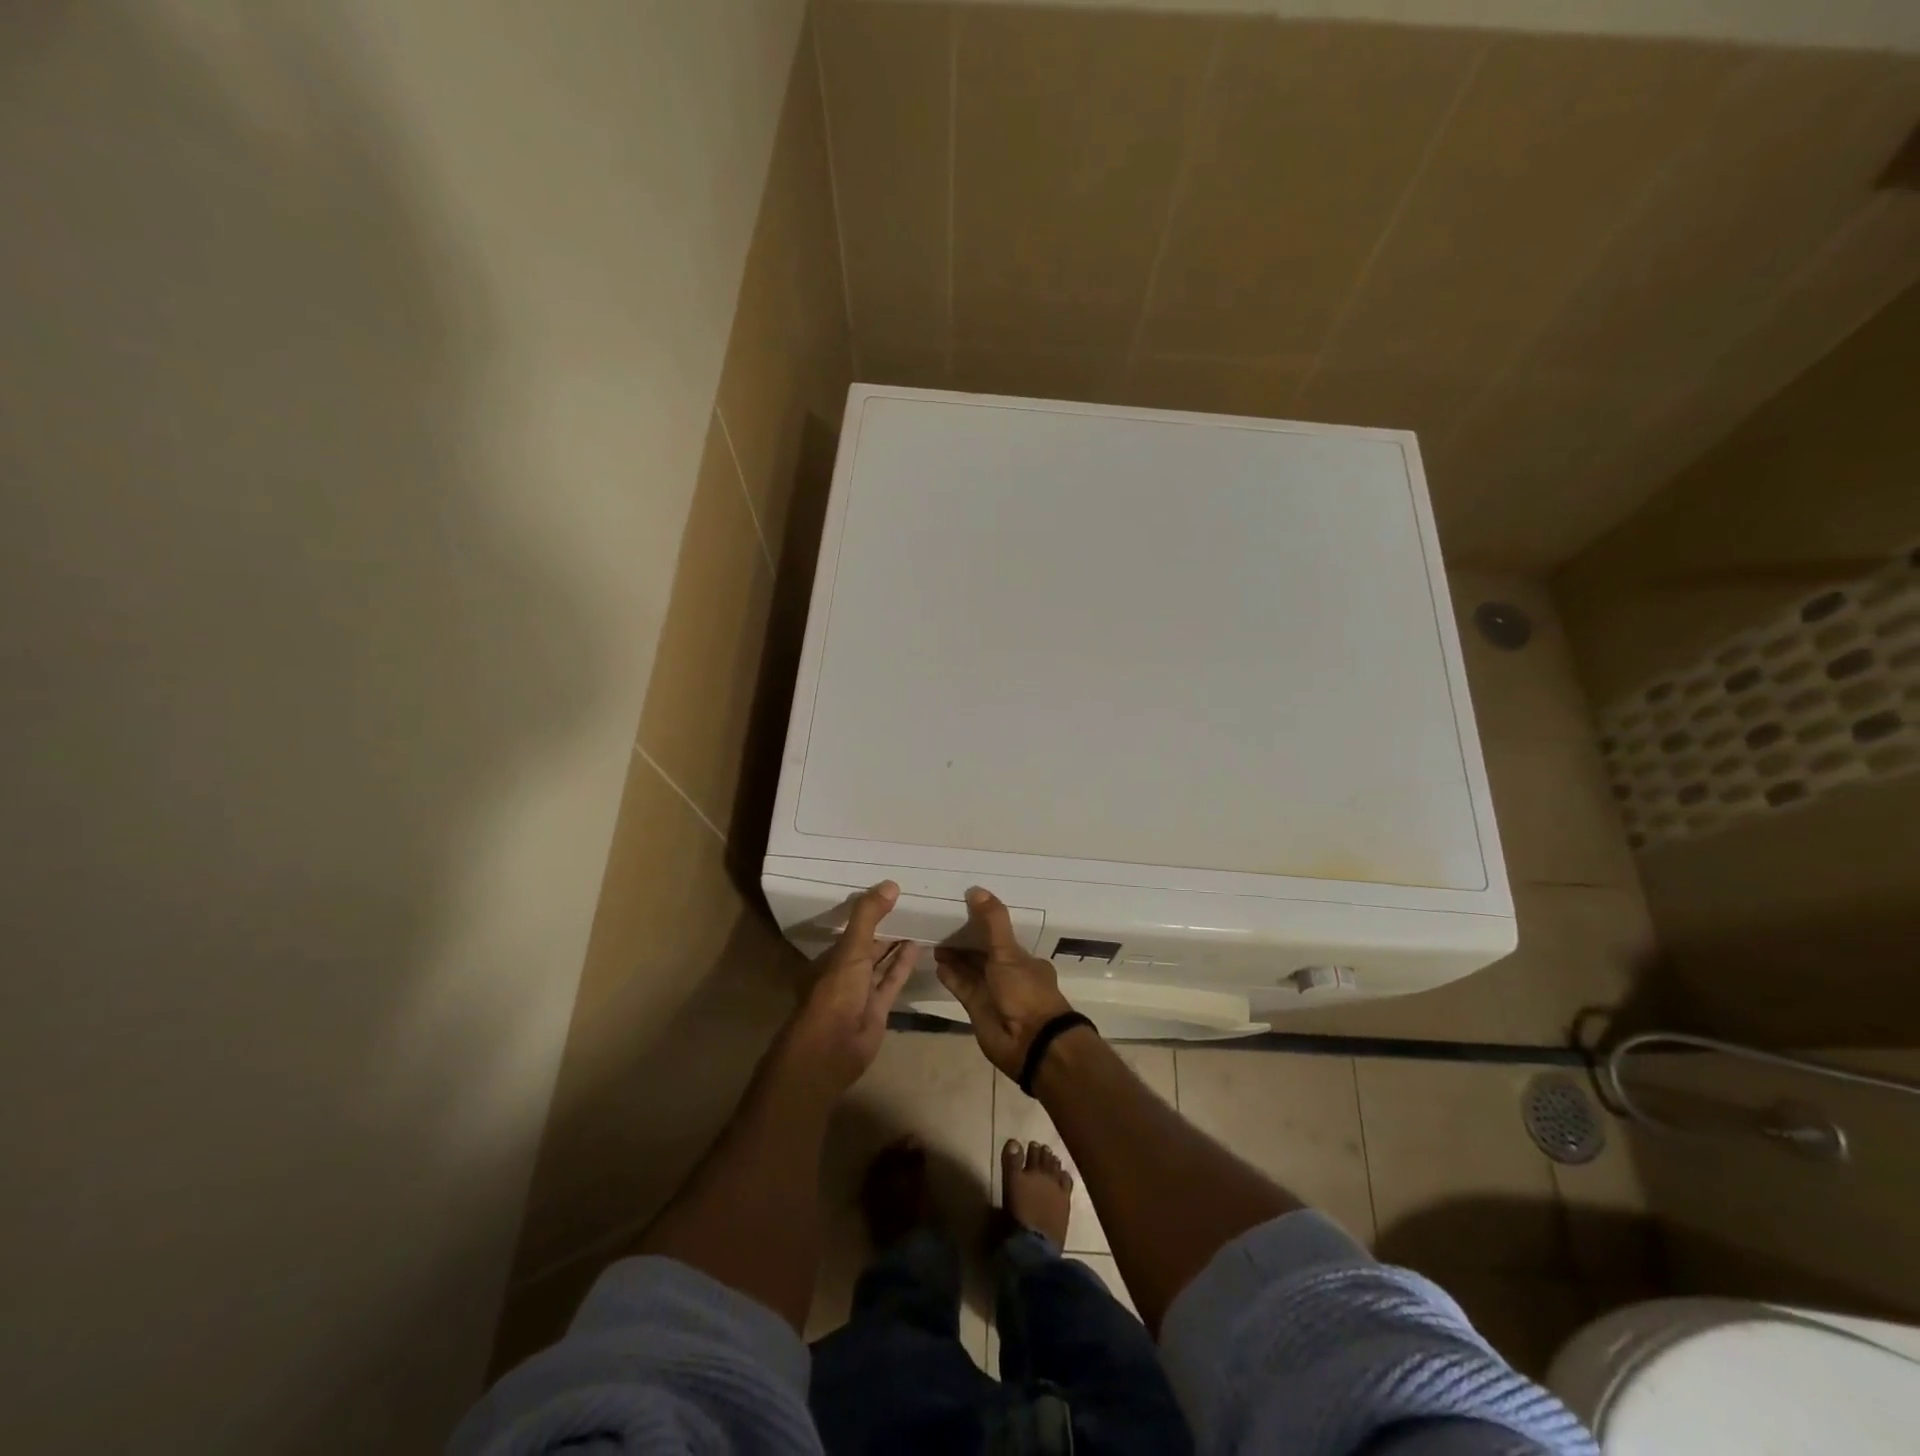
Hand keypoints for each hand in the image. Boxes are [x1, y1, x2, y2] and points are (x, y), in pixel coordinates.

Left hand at [779, 881, 914, 1095]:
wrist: (832, 1049)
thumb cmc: (835, 993)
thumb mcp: (851, 950)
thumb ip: (868, 917)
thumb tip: (891, 884)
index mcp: (830, 958)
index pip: (850, 929)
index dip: (868, 912)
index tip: (889, 894)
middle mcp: (844, 972)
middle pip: (867, 945)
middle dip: (884, 928)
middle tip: (910, 904)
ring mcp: (861, 992)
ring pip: (881, 962)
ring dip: (896, 945)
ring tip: (918, 921)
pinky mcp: (878, 1009)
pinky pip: (892, 981)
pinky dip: (903, 965)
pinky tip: (919, 947)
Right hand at [934, 888, 1076, 1079]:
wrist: (1031, 1043)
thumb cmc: (1025, 992)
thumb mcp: (1009, 952)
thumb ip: (992, 922)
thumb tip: (975, 889)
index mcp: (1024, 959)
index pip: (1000, 936)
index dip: (983, 923)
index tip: (962, 908)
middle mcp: (1009, 974)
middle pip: (983, 952)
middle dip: (965, 940)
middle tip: (940, 922)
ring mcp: (993, 992)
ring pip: (970, 969)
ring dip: (954, 957)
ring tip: (933, 940)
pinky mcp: (977, 1009)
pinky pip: (962, 987)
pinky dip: (950, 976)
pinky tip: (937, 963)